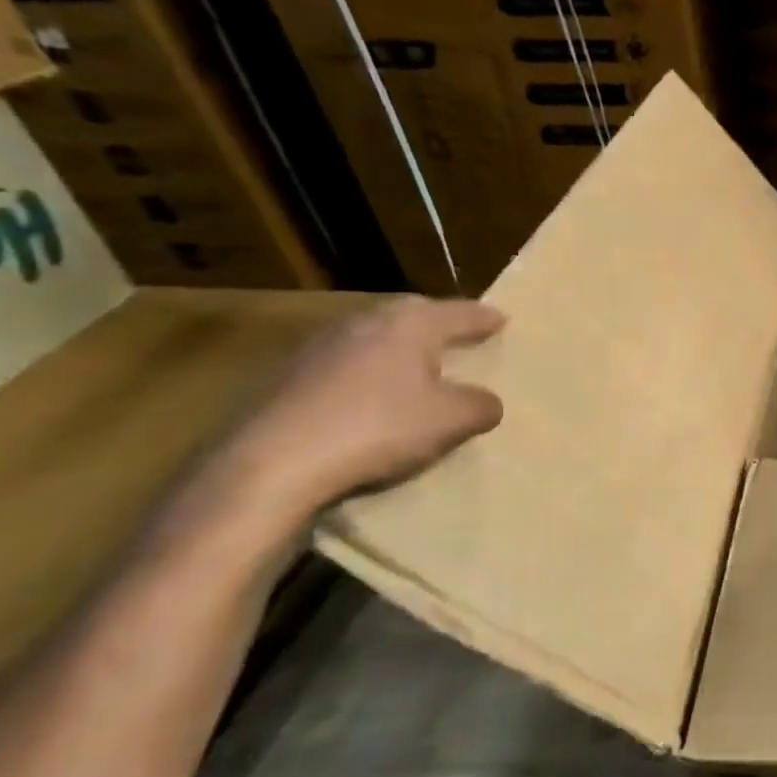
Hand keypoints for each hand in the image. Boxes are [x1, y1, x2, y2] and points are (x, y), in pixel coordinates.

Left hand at [218, 296, 506, 519]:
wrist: (273, 464)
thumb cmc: (378, 429)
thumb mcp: (452, 421)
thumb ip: (481, 405)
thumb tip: (486, 402)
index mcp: (409, 325)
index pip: (459, 312)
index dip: (484, 318)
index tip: (502, 319)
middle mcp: (364, 323)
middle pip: (412, 314)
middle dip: (439, 324)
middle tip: (460, 337)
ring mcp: (321, 347)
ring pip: (375, 337)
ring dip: (399, 349)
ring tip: (418, 369)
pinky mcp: (290, 376)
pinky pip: (347, 364)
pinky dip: (369, 373)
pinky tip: (373, 398)